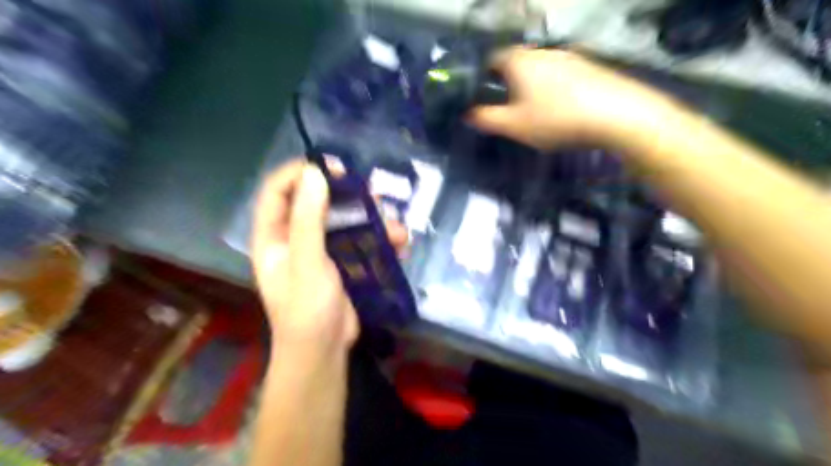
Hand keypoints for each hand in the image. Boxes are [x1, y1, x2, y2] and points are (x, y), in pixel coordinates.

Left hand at [254, 159, 408, 353]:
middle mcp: (295, 238)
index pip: (278, 190)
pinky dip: (381, 240)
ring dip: (372, 221)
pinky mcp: (343, 262)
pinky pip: (361, 241)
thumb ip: (308, 219)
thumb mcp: (306, 262)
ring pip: (345, 221)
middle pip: (316, 202)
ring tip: (396, 229)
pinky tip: (400, 246)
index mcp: (273, 236)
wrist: (324, 351)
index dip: (300, 173)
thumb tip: (315, 173)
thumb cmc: (307, 309)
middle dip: (346, 196)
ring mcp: (322, 250)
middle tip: (371, 195)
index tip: (332, 168)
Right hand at [470, 48, 669, 148]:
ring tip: (534, 110)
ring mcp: (568, 56)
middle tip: (506, 107)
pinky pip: (560, 74)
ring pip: (539, 68)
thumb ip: (487, 119)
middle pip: (516, 62)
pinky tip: (561, 107)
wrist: (616, 114)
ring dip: (531, 85)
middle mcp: (542, 51)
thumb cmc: (555, 119)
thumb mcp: (514, 125)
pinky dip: (554, 87)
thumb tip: (467, 113)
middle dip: (507, 82)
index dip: (482, 76)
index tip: (482, 95)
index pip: (491, 59)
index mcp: (519, 61)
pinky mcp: (589, 66)